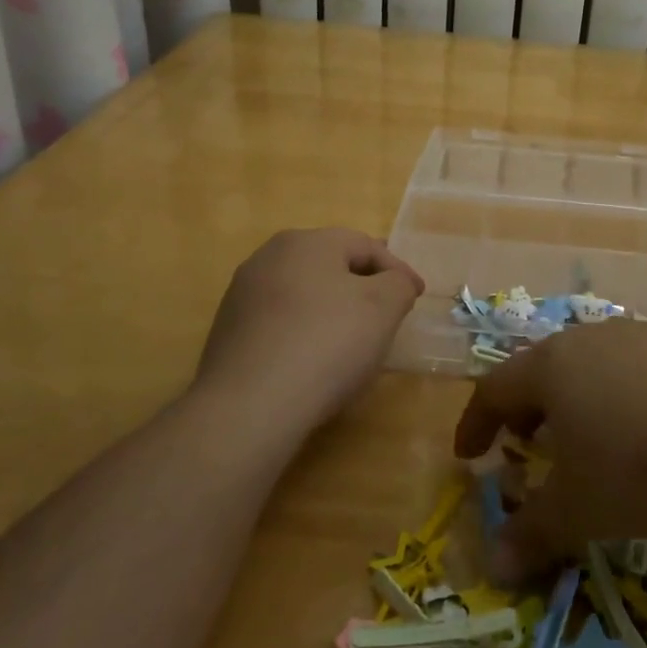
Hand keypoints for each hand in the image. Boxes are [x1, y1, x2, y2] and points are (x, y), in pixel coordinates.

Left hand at [193, 228, 423, 433]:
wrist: (250, 406)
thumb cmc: (327, 343)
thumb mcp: (383, 307)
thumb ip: (398, 284)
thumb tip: (394, 283)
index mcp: (306, 242)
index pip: (365, 245)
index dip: (397, 270)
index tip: (417, 297)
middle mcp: (268, 258)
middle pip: (330, 265)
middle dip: (363, 286)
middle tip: (388, 313)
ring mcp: (242, 295)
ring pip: (304, 294)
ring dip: (332, 310)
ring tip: (353, 340)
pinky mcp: (229, 333)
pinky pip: (280, 323)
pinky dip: (305, 333)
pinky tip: (315, 362)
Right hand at [454, 319, 646, 579]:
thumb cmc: (645, 470)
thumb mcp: (581, 511)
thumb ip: (532, 533)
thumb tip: (494, 565)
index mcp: (555, 365)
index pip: (496, 387)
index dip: (476, 422)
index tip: (469, 454)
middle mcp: (598, 339)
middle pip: (546, 368)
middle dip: (530, 409)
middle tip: (528, 445)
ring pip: (599, 366)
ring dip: (584, 402)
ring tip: (595, 442)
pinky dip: (634, 400)